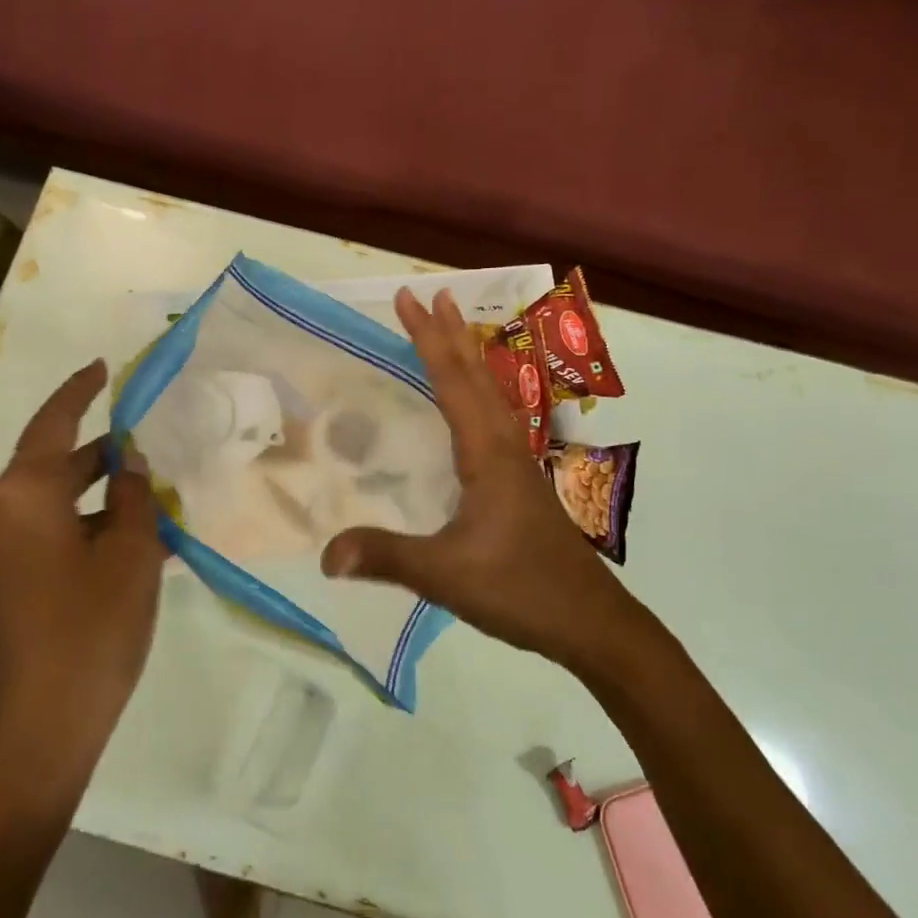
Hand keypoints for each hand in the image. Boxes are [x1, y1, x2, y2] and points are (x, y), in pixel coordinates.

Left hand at [0, 360, 165, 799]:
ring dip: (91, 502)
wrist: (29, 742)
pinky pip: (34, 540)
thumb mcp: (130, 557)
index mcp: (19, 497)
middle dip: (99, 458)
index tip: (102, 368)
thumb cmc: (88, 636)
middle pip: (49, 467)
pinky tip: (119, 549)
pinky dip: (74, 533)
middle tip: (149, 447)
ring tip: (148, 505)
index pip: (53, 424)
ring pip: (45, 508)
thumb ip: (131, 497)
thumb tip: (128, 463)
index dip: (80, 392)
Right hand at [319, 288, 639, 676]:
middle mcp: (506, 447)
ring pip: (492, 395)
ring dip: (469, 358)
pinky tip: (474, 410)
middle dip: (451, 333)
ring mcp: (519, 465)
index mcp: (487, 453)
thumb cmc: (521, 589)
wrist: (591, 622)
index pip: (452, 382)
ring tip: (454, 331)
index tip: (408, 299)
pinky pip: (496, 420)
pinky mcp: (522, 485)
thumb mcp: (446, 574)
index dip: (426, 339)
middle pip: (476, 376)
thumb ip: (386, 557)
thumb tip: (325, 554)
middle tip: (432, 294)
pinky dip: (480, 394)